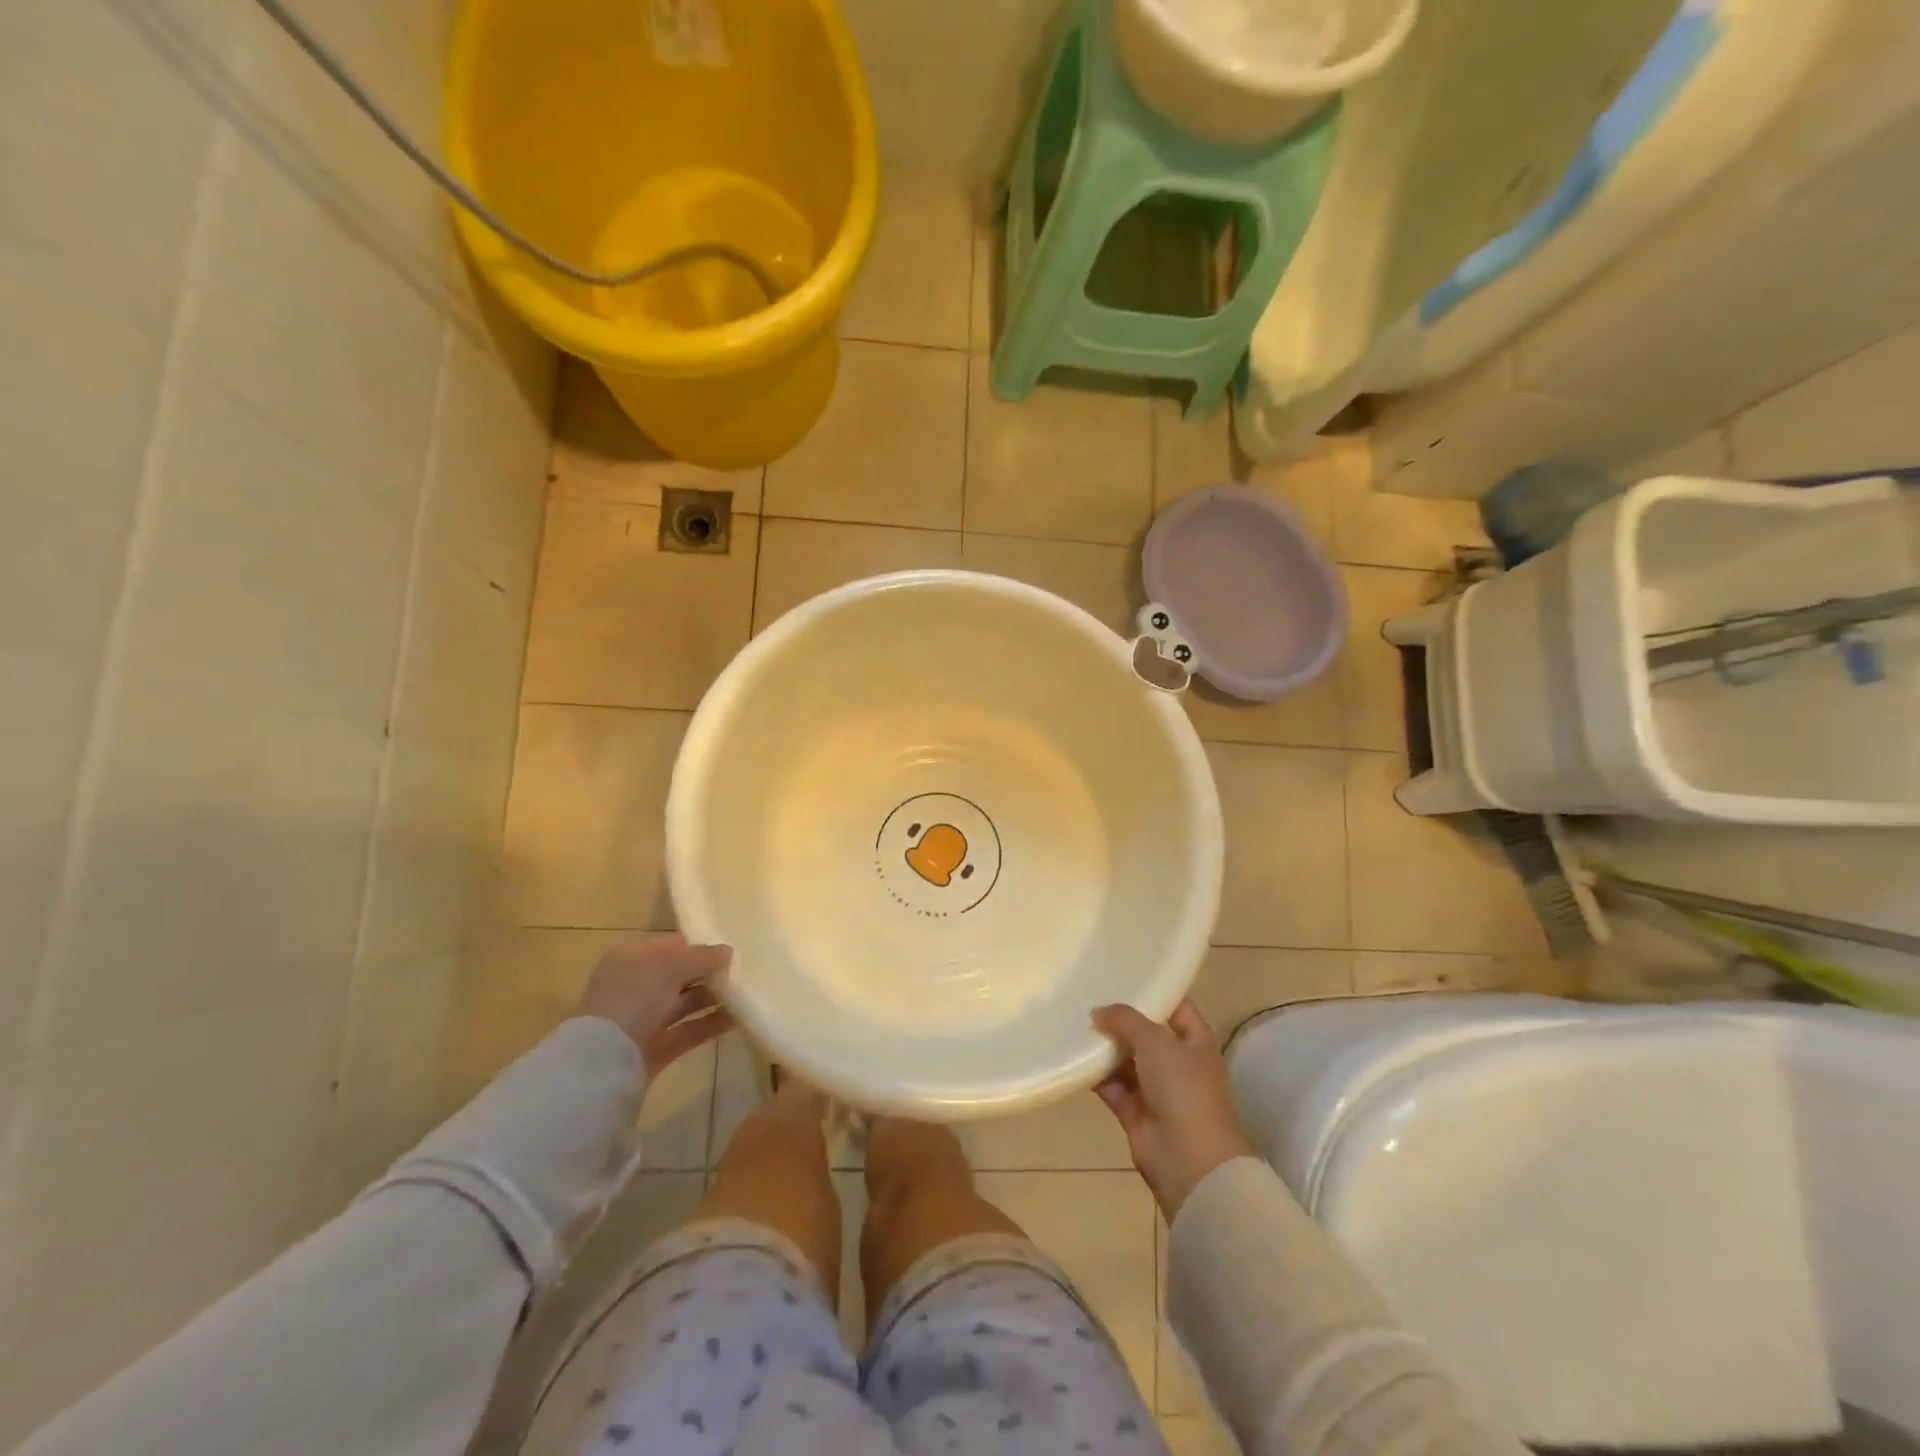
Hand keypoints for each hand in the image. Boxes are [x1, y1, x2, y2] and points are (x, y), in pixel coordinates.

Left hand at [575, 935, 734, 1071]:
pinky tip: (739, 1018)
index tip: (730, 948)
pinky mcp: (655, 1048)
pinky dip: (711, 1024)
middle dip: (709, 973)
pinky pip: (689, 1030)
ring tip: (747, 993)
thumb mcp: (671, 965)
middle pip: (680, 975)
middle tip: (744, 970)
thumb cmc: (634, 997)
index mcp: (630, 958)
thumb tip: (728, 952)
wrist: (604, 1062)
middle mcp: (635, 986)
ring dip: (714, 998)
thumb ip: (703, 956)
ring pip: (685, 1003)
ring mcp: (644, 1019)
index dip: (700, 946)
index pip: (671, 946)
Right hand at [1092, 1000, 1254, 1219]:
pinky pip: (1112, 1086)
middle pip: (1146, 1034)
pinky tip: (1073, 1057)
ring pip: (1126, 1060)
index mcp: (1196, 1042)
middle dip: (1120, 1019)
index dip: (1153, 991)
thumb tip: (1098, 1012)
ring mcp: (1157, 1090)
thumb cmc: (1183, 1089)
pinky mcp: (1136, 1113)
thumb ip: (1126, 1020)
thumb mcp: (1156, 1041)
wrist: (1188, 1159)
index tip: (1123, 975)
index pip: (1176, 1007)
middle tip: (1088, 996)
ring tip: (1074, 1022)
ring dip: (1105, 1047)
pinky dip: (1096, 1075)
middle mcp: (1178, 1063)